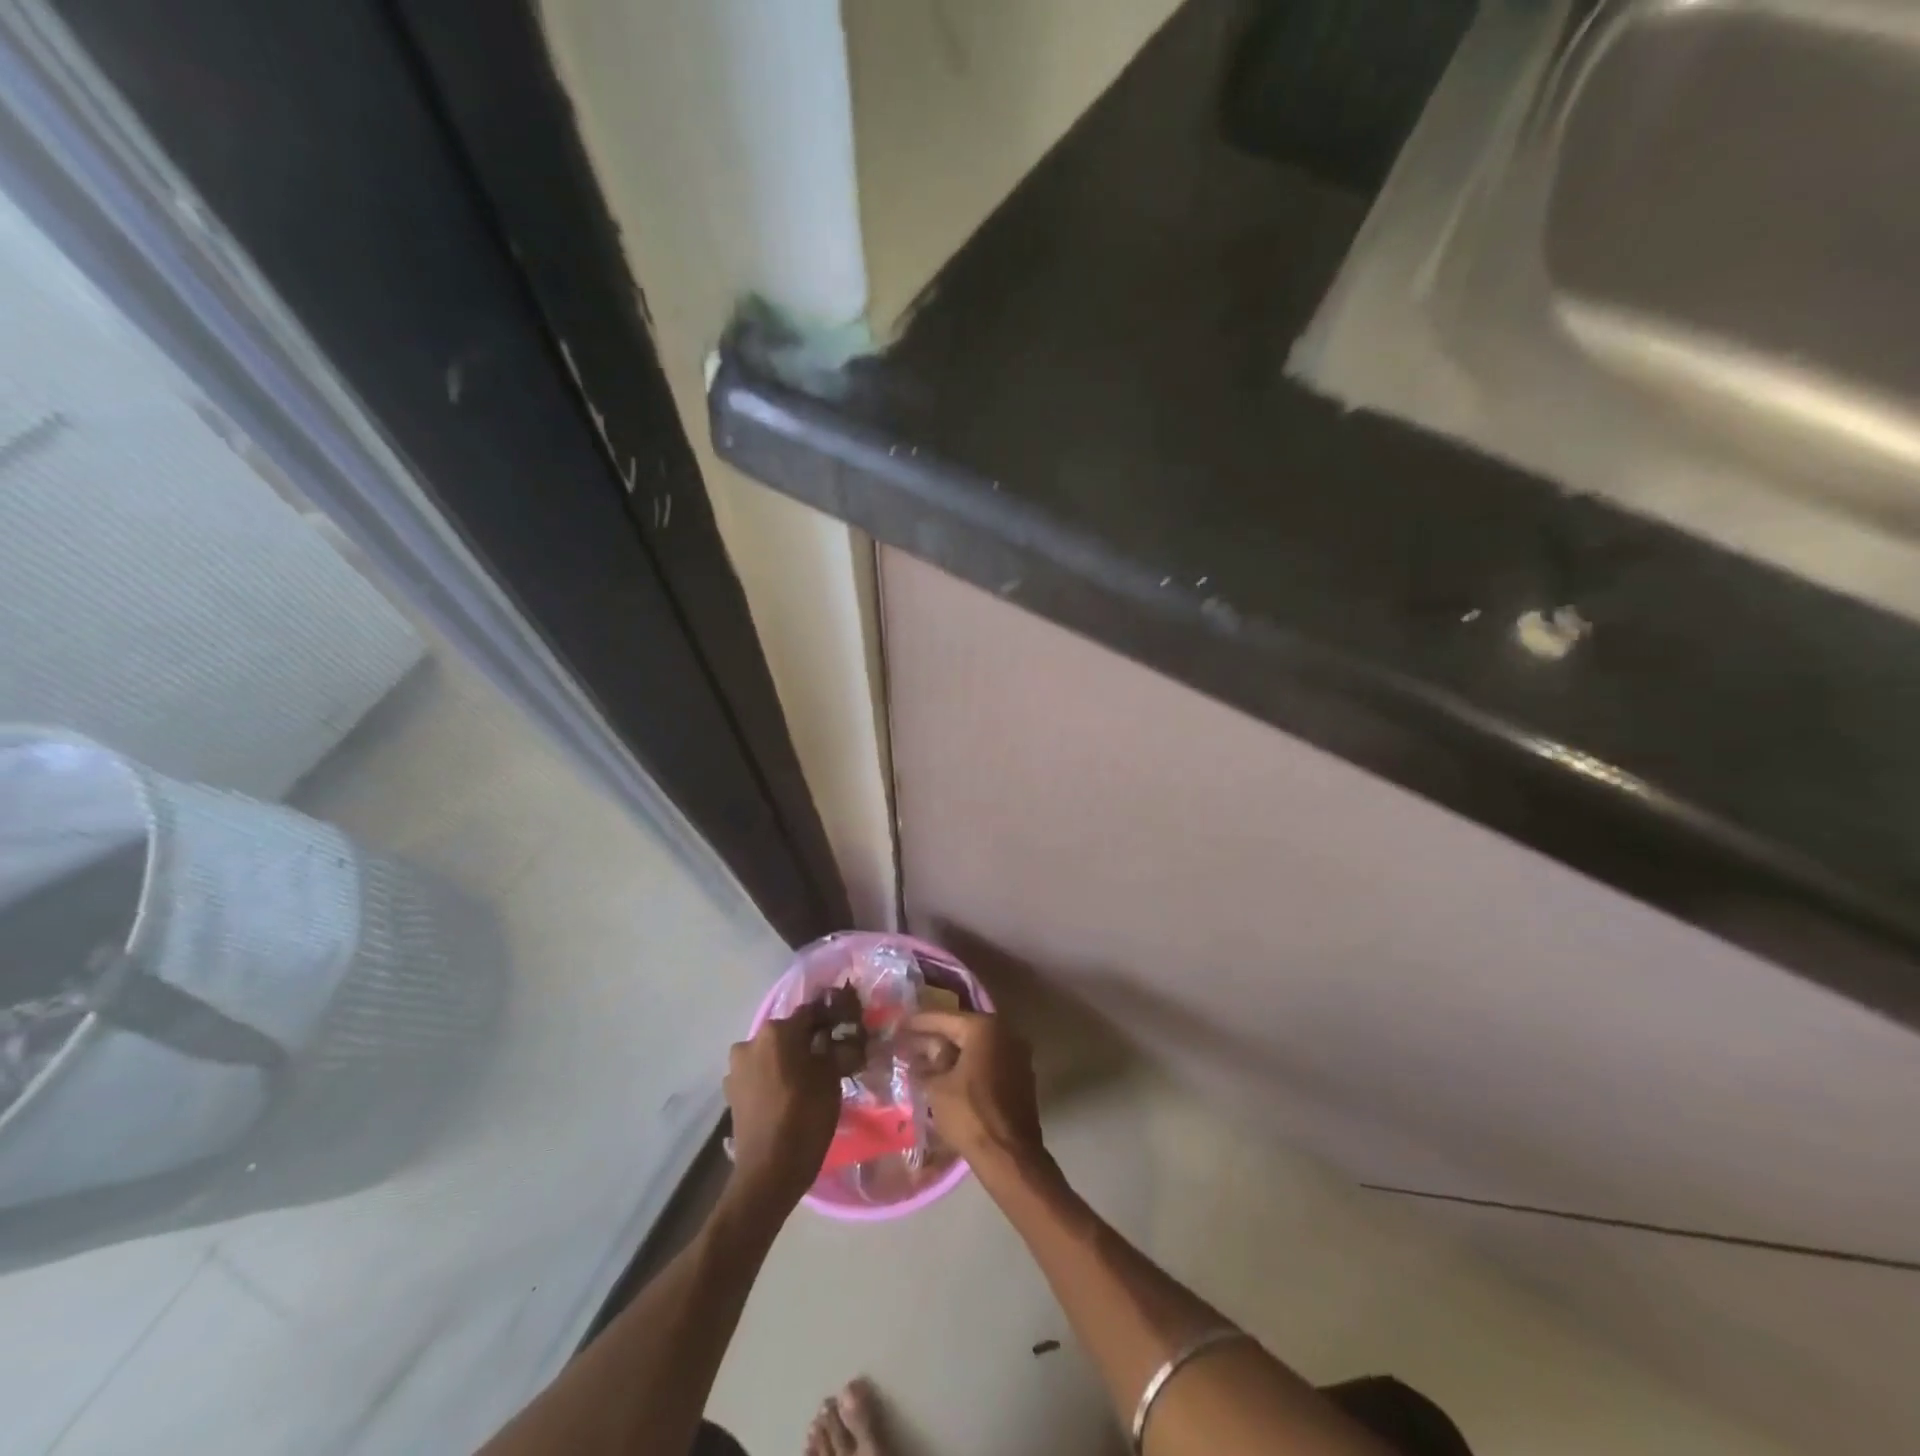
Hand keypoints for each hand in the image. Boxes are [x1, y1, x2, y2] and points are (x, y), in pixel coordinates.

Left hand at [725, 987, 863, 1210]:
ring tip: (806, 1081)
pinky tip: (786, 1097)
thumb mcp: (832, 1079)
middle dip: (806, 1042)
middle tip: (828, 1059)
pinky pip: (758, 1075)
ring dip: (787, 1061)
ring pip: (771, 1054)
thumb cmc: (806, 1117)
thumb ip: (835, 1049)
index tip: (844, 1031)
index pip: (810, 1013)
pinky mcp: (731, 1092)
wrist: (768, 1172)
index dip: (830, 1020)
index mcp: (777, 1031)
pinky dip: (772, 1079)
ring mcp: (737, 1068)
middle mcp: (752, 1041)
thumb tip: (842, 1038)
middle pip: (787, 1033)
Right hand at [902, 1010, 1044, 1174]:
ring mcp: (1017, 1055)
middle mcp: (1005, 1033)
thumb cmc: (970, 1114)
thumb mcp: (937, 1088)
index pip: (945, 1018)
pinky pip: (988, 1062)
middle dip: (935, 1037)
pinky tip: (947, 1076)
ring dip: (952, 1053)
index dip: (919, 1021)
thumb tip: (921, 1056)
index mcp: (985, 1028)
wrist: (1009, 1155)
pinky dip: (968, 1065)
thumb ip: (927, 1065)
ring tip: (924, 1059)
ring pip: (976, 1047)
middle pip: (962, 1030)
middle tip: (909, 1041)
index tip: (899, 1022)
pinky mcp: (1020, 1076)